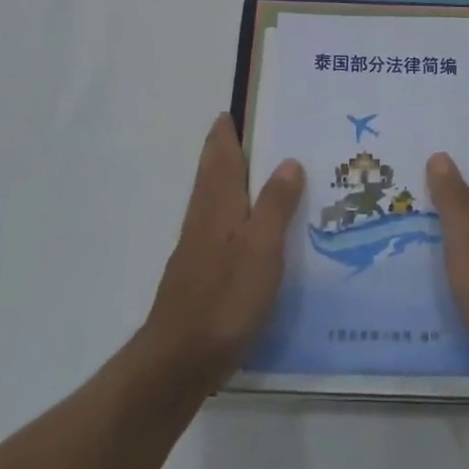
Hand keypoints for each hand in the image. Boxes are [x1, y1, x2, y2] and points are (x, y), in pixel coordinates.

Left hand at [141, 115, 304, 391]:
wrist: (179, 360)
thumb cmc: (225, 297)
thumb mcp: (261, 247)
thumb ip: (274, 204)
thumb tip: (288, 160)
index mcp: (217, 204)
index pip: (221, 155)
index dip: (227, 131)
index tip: (238, 108)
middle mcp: (204, 218)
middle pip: (214, 174)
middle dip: (229, 151)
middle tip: (259, 134)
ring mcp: (199, 248)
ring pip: (217, 201)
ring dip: (235, 181)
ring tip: (266, 174)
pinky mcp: (202, 275)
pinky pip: (222, 228)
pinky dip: (237, 214)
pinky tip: (255, 230)